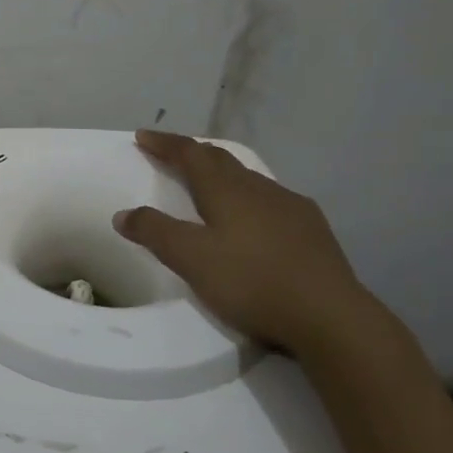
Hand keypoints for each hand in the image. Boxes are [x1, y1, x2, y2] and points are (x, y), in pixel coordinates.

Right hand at [111, 129, 368, 352]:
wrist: (329, 315)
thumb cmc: (251, 282)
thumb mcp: (191, 259)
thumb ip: (154, 232)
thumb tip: (123, 213)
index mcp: (226, 190)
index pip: (190, 154)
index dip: (165, 144)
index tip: (143, 136)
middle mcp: (258, 188)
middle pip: (220, 159)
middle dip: (191, 153)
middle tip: (170, 154)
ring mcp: (290, 206)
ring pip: (248, 178)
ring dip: (222, 174)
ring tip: (208, 185)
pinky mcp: (312, 229)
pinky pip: (271, 200)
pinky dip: (249, 198)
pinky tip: (253, 219)